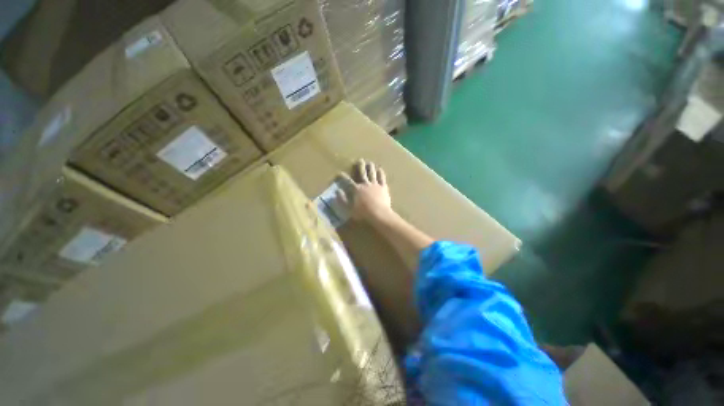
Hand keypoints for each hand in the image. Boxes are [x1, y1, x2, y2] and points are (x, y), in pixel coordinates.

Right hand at [337, 159, 392, 221]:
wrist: (379, 214)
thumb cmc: (363, 213)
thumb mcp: (349, 209)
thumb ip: (342, 200)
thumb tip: (337, 191)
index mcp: (356, 189)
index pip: (347, 181)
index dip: (342, 176)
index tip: (339, 173)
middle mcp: (365, 184)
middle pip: (362, 173)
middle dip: (360, 166)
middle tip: (360, 160)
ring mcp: (375, 185)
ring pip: (372, 173)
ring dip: (371, 167)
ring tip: (370, 163)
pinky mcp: (383, 187)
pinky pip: (382, 178)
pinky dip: (381, 173)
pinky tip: (380, 169)